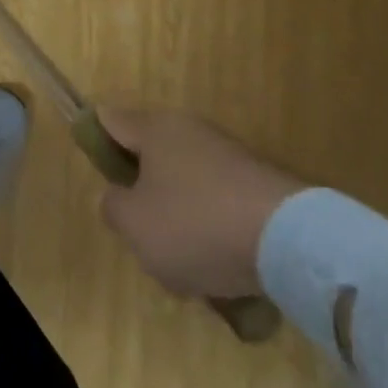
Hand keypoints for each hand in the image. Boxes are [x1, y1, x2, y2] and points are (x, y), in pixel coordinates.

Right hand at [98, 108, 306, 299]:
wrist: (291, 241)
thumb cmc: (197, 225)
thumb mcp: (134, 225)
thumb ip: (113, 207)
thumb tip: (119, 197)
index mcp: (154, 129)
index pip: (110, 120)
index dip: (96, 143)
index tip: (101, 180)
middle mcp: (190, 130)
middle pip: (151, 157)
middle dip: (144, 194)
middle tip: (144, 234)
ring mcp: (229, 155)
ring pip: (187, 185)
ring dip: (181, 218)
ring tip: (189, 265)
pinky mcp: (260, 183)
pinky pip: (220, 204)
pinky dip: (216, 230)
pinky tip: (223, 267)